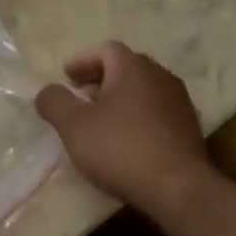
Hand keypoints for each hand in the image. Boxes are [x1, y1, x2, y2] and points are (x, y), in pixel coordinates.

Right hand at [34, 42, 210, 219]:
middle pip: (126, 67)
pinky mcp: (188, 126)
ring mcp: (179, 101)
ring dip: (119, 99)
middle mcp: (160, 76)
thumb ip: (55, 103)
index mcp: (133, 67)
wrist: (177, 186)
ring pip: (142, 90)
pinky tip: (126, 140)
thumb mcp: (74, 126)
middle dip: (100, 79)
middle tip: (80, 97)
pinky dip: (137, 116)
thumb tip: (47, 91)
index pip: (105, 50)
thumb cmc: (120, 148)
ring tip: (101, 121)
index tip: (66, 77)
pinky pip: (156, 111)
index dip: (82, 61)